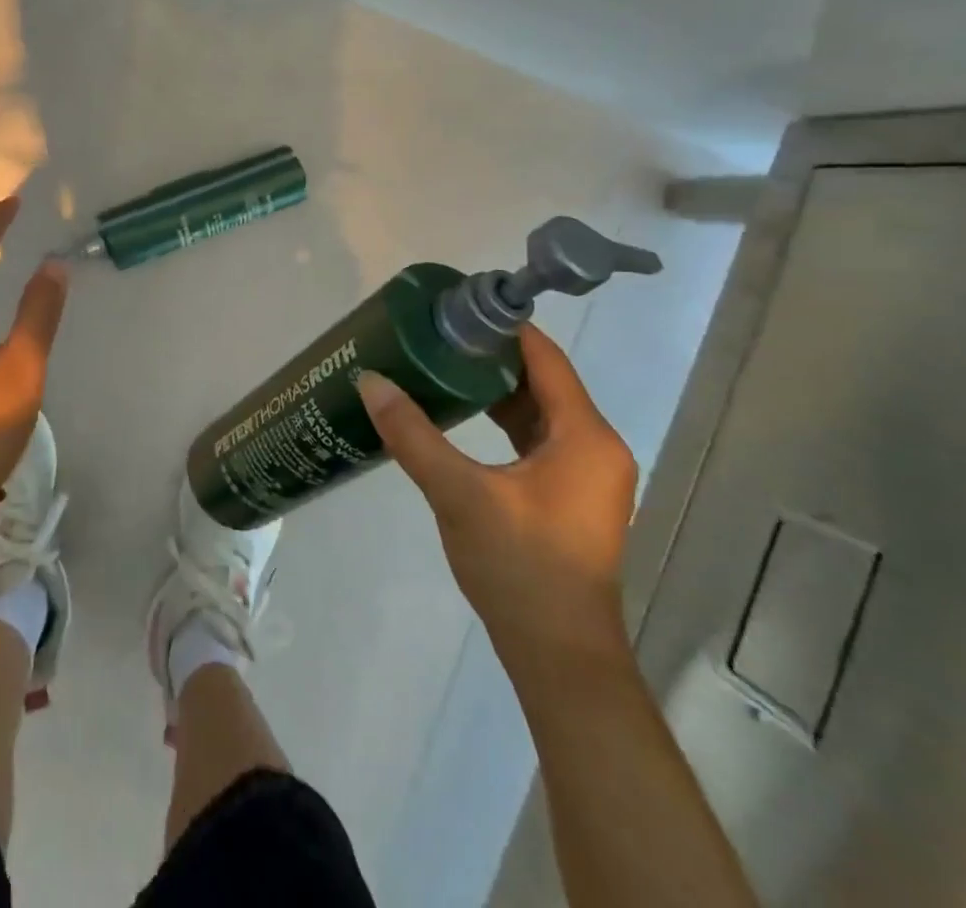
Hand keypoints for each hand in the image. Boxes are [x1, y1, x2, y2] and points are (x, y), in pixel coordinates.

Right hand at [355, 325, 638, 664]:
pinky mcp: (569, 498)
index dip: (503, 328)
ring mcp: (586, 475)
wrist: (559, 656)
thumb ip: (413, 434)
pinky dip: (502, 421)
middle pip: (543, 381)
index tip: (455, 308)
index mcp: (585, 437)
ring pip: (538, 412)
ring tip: (440, 367)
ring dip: (494, 390)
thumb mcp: (459, 494)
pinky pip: (536, 440)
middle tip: (435, 336)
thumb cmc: (521, 567)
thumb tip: (370, 380)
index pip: (545, 358)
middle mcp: (595, 448)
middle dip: (490, 356)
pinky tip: (460, 418)